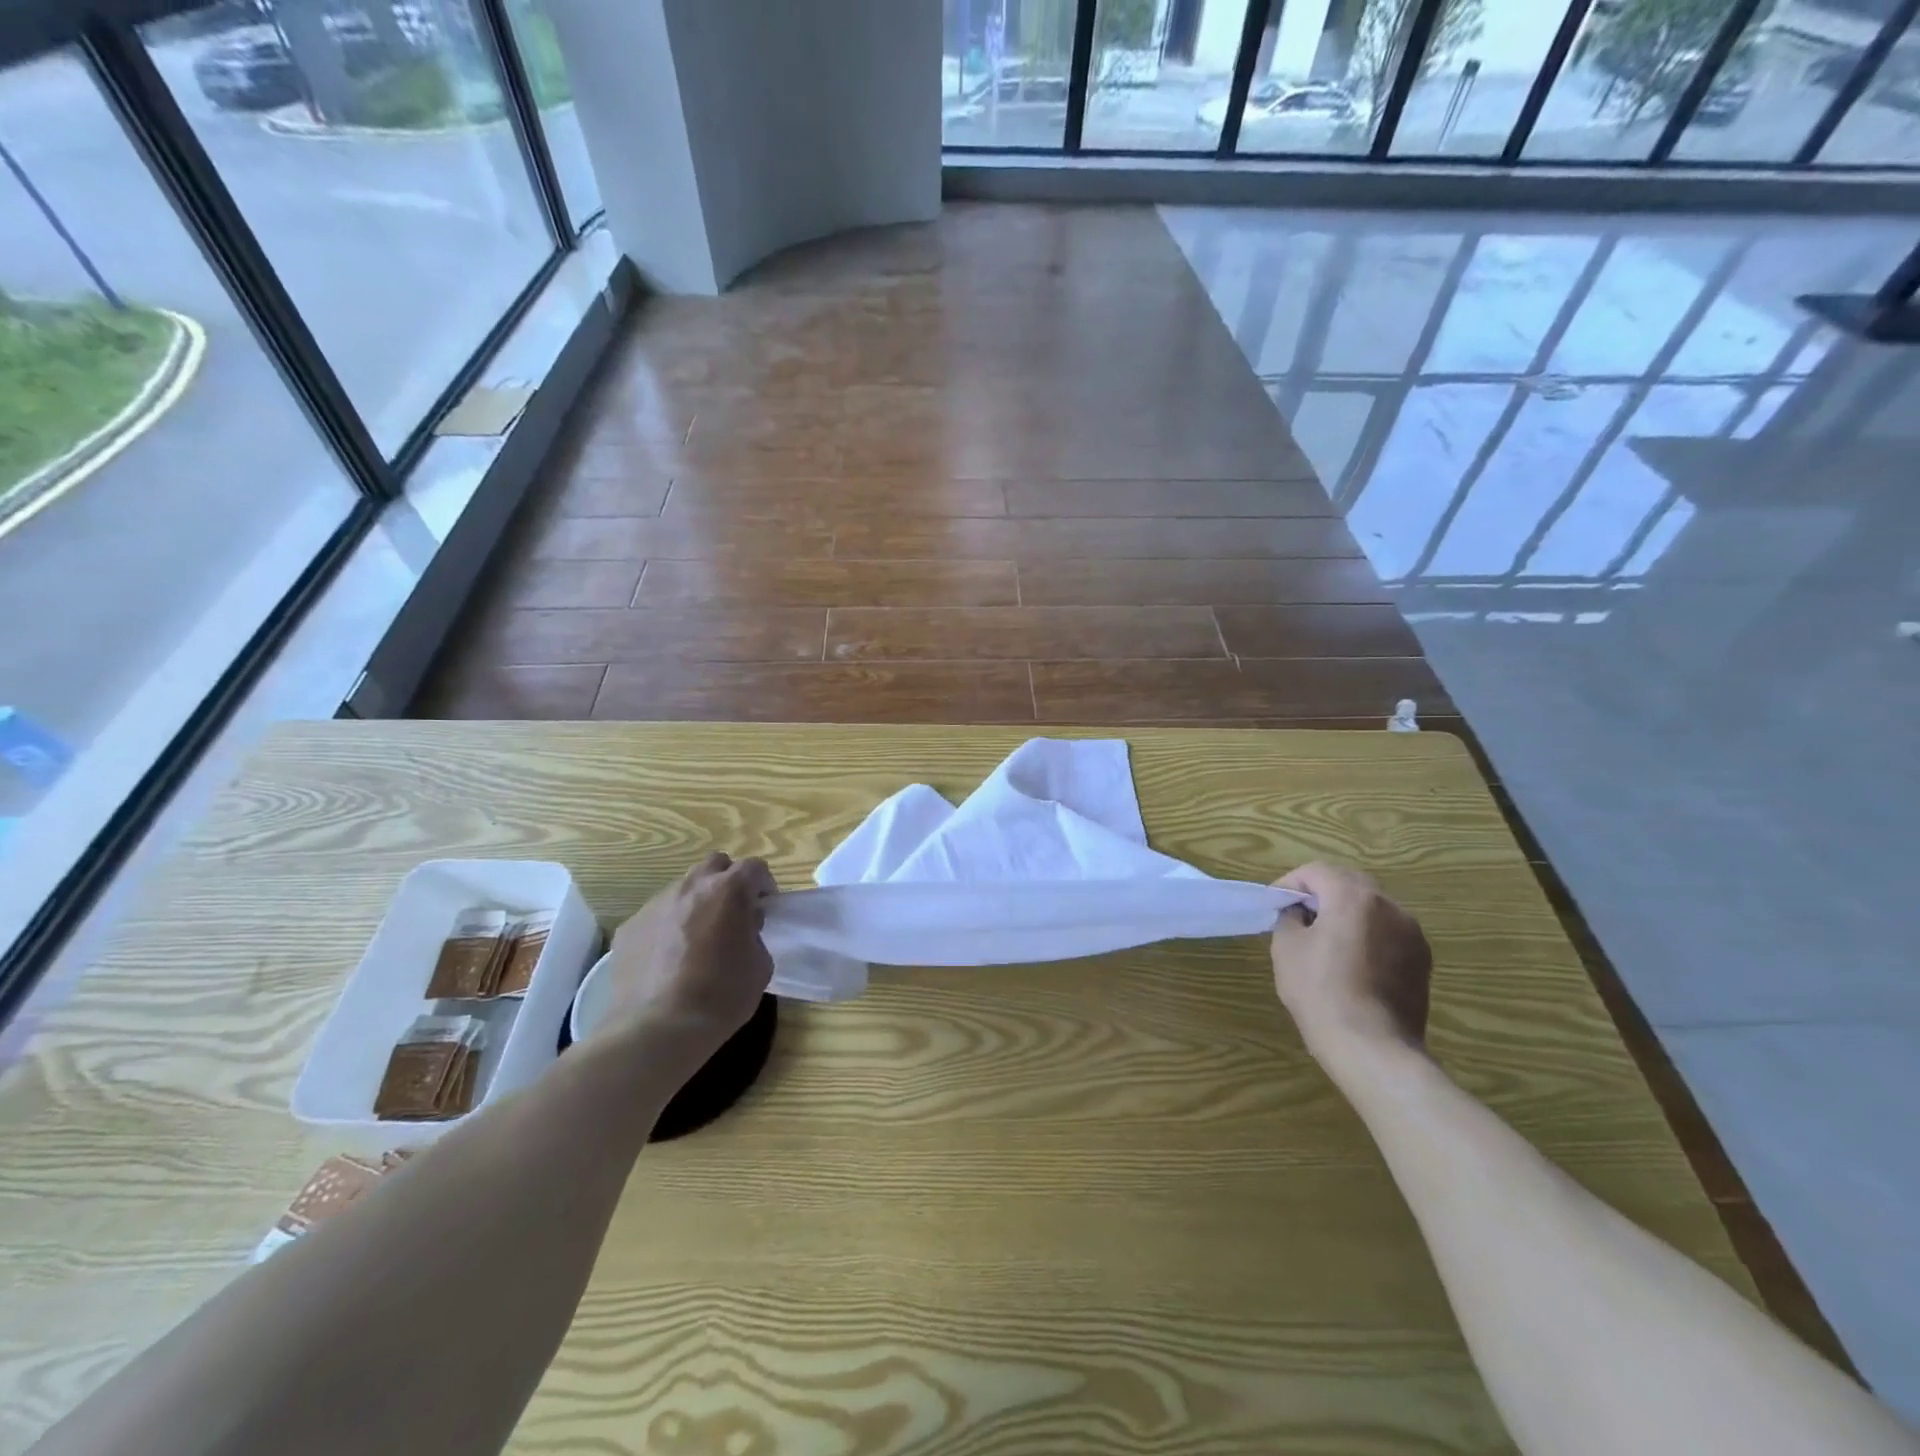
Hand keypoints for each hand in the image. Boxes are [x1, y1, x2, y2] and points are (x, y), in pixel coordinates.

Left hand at [602, 854, 776, 1057]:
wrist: (657, 1028)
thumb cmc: (720, 996)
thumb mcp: (760, 966)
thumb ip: (754, 935)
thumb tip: (742, 928)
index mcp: (729, 891)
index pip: (754, 867)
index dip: (763, 884)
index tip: (765, 907)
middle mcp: (690, 887)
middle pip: (715, 864)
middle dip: (727, 881)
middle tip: (732, 913)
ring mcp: (655, 904)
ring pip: (682, 888)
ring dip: (696, 903)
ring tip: (697, 939)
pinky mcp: (629, 927)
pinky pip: (656, 916)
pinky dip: (667, 927)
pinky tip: (668, 960)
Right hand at [1270, 862, 1430, 1068]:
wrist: (1372, 1047)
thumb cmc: (1320, 991)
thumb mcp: (1286, 948)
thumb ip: (1290, 918)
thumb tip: (1299, 913)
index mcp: (1353, 897)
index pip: (1316, 871)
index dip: (1290, 883)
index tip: (1274, 904)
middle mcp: (1389, 906)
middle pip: (1349, 883)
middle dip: (1321, 893)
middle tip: (1298, 916)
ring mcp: (1412, 934)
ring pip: (1372, 908)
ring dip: (1347, 913)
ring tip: (1326, 940)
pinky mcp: (1422, 960)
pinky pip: (1389, 933)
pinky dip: (1368, 935)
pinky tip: (1352, 963)